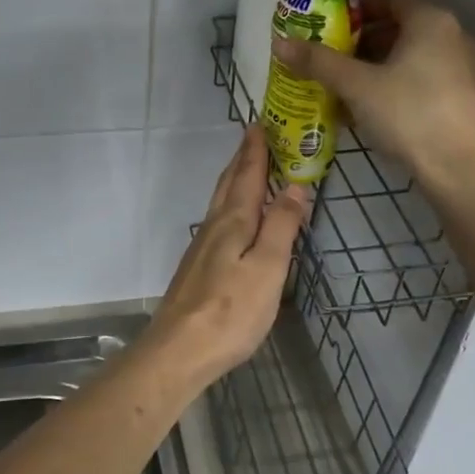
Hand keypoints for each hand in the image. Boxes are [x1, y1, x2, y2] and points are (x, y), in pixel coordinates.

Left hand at [148, 127, 310, 386]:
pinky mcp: (197, 268)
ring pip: (220, 203)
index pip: (247, 175)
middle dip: (243, 159)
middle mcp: (213, 227)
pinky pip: (218, 222)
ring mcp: (201, 248)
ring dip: (235, 181)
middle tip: (255, 137)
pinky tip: (234, 219)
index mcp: (233, 222)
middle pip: (229, 184)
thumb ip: (281, 226)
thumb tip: (295, 184)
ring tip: (248, 170)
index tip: (261, 123)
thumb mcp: (267, 267)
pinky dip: (231, 207)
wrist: (179, 350)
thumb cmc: (231, 310)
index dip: (256, 149)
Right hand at [273, 0, 474, 193]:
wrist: (459, 170)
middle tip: (331, 61)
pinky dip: (396, 88)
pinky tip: (372, 112)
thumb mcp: (356, 87)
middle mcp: (454, 37)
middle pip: (400, 30)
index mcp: (431, 21)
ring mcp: (464, 69)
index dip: (357, 11)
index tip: (330, 28)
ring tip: (345, 90)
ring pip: (411, 59)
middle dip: (362, 44)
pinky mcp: (466, 99)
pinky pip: (423, 81)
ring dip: (377, 69)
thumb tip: (280, 43)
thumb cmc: (408, 115)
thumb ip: (319, 62)